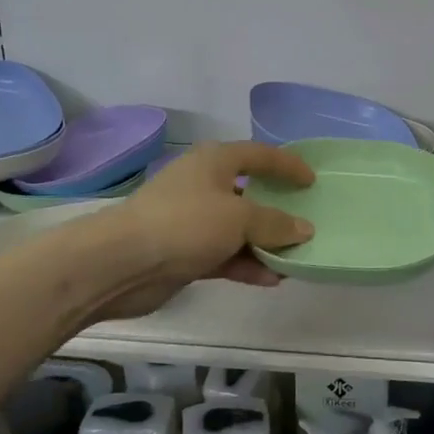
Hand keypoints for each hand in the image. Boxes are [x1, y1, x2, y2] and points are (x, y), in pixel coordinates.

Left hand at [84, 142, 315, 320]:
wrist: (122, 262)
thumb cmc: (185, 223)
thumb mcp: (239, 218)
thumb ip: (275, 223)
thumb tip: (304, 229)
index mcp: (214, 161)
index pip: (259, 155)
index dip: (287, 165)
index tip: (312, 181)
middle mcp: (204, 185)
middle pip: (249, 193)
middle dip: (277, 209)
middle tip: (306, 221)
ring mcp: (192, 220)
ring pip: (238, 228)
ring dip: (264, 243)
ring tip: (294, 259)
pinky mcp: (184, 252)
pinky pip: (225, 255)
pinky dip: (246, 264)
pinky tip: (271, 279)